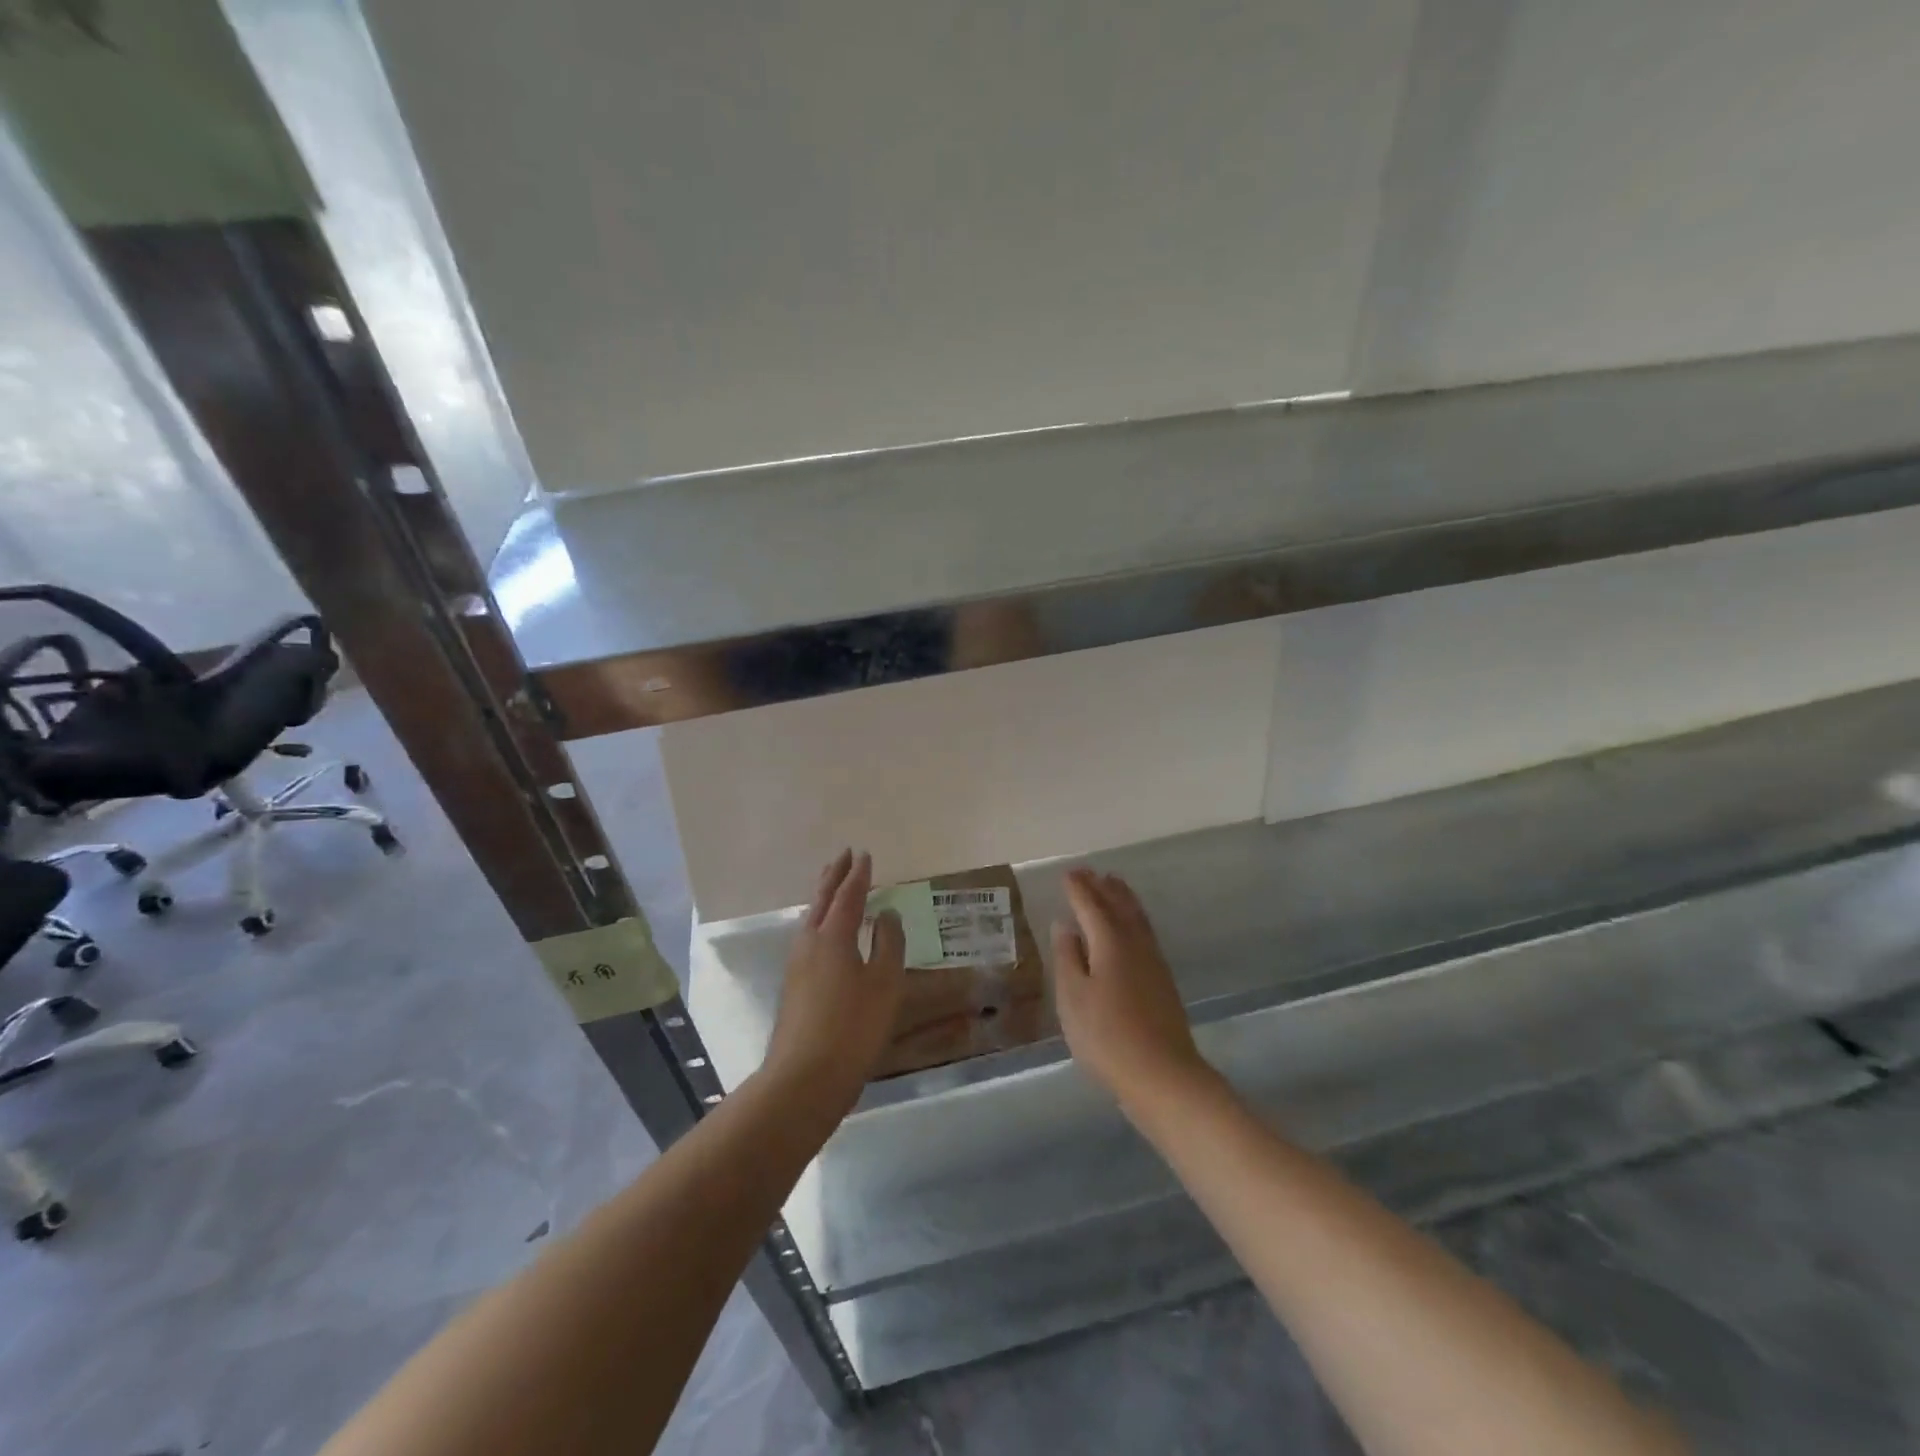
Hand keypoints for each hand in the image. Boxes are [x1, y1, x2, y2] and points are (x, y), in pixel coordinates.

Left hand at [761, 849, 906, 1115]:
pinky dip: (819, 920)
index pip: (848, 895)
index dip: (859, 875)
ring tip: (833, 886)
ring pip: (811, 918)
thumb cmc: (853, 1027)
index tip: (865, 855)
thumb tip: (887, 915)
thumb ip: (889, 945)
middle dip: (834, 876)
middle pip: (821, 900)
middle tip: (844, 856)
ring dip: (823, 896)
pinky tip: (825, 933)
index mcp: (833, 936)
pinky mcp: (794, 985)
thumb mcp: (884, 984)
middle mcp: (810, 942)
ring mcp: (797, 964)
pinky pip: (808, 936)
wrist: (804, 1078)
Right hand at [1051, 868, 1209, 1110]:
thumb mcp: (1073, 998)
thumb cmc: (1107, 1037)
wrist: (1163, 1076)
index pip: (1091, 905)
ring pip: (1137, 917)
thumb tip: (1065, 925)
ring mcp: (1153, 962)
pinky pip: (1145, 933)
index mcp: (1110, 942)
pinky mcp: (1163, 981)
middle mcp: (1135, 944)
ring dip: (1123, 898)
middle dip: (1103, 887)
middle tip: (1089, 872)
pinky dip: (1133, 918)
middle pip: (1119, 906)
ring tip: (1113, 884)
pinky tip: (1130, 929)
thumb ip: (1067, 957)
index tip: (1067, 873)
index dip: (1078, 889)